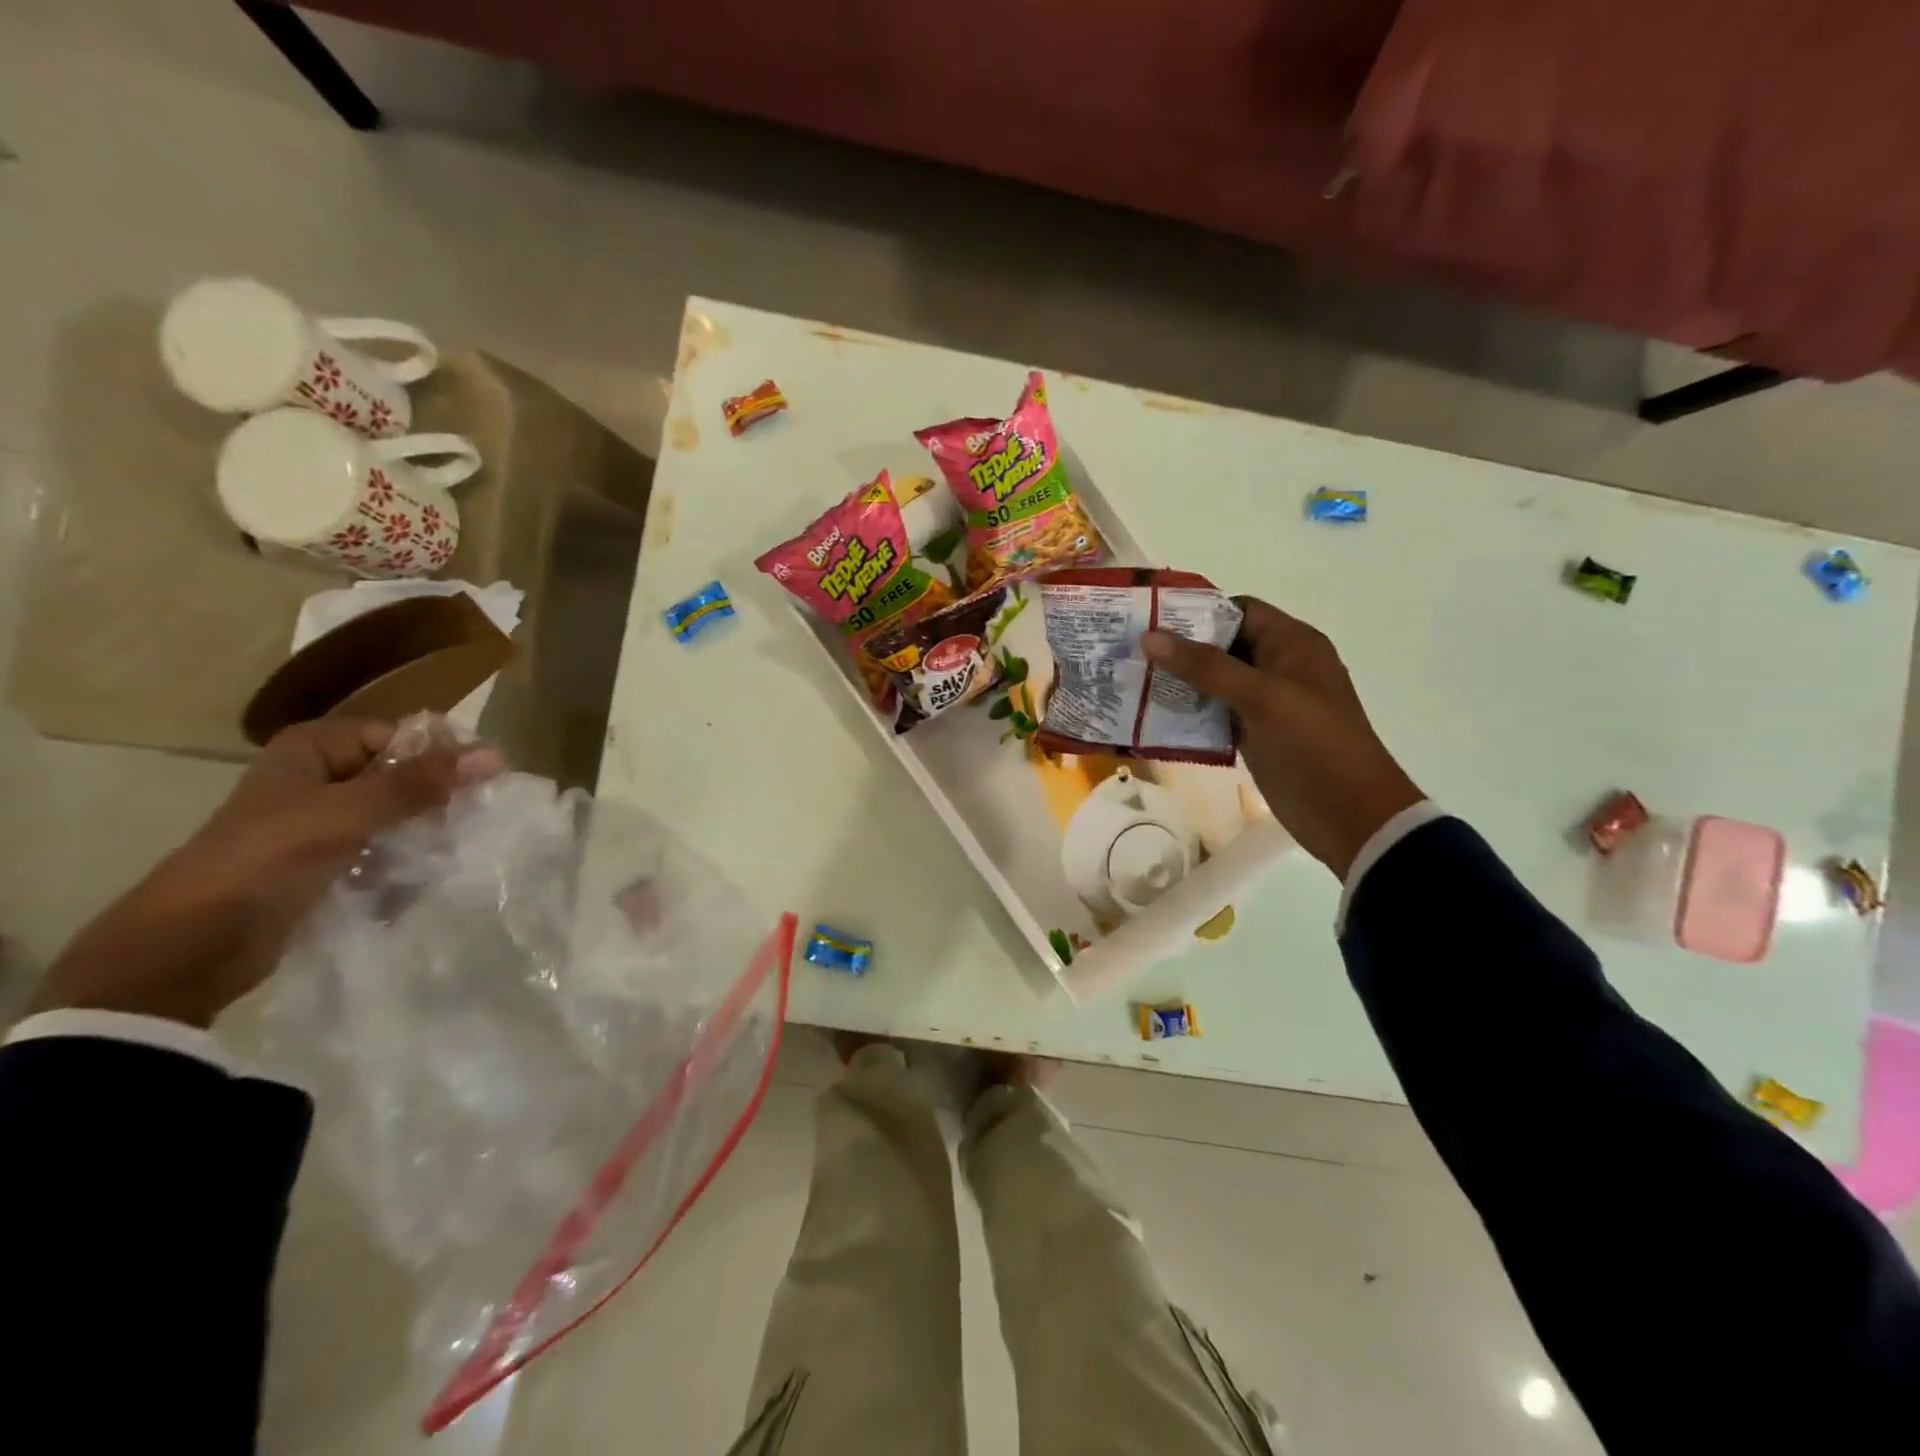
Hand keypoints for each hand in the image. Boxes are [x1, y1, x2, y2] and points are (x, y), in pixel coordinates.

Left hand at [33, 719, 468, 1028]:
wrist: (191, 947)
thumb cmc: (263, 861)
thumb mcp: (346, 814)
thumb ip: (418, 784)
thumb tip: (494, 754)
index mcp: (314, 749)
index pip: (401, 736)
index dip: (445, 756)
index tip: (486, 783)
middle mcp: (321, 777)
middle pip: (403, 774)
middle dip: (439, 798)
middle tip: (477, 820)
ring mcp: (324, 821)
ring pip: (399, 813)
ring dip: (428, 832)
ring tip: (457, 851)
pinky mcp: (330, 861)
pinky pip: (386, 847)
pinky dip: (409, 859)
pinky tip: (429, 875)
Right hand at [1142, 598, 1423, 878]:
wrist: (1349, 814)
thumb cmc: (1313, 743)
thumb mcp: (1260, 697)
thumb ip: (1205, 666)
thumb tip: (1150, 637)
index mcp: (1292, 644)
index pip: (1239, 611)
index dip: (1197, 612)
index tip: (1150, 619)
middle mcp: (1278, 667)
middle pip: (1221, 646)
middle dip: (1179, 648)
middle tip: (1129, 650)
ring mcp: (1264, 703)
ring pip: (1213, 682)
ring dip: (1178, 682)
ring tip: (1130, 680)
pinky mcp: (1252, 735)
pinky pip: (1213, 714)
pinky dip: (1187, 713)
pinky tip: (1150, 716)